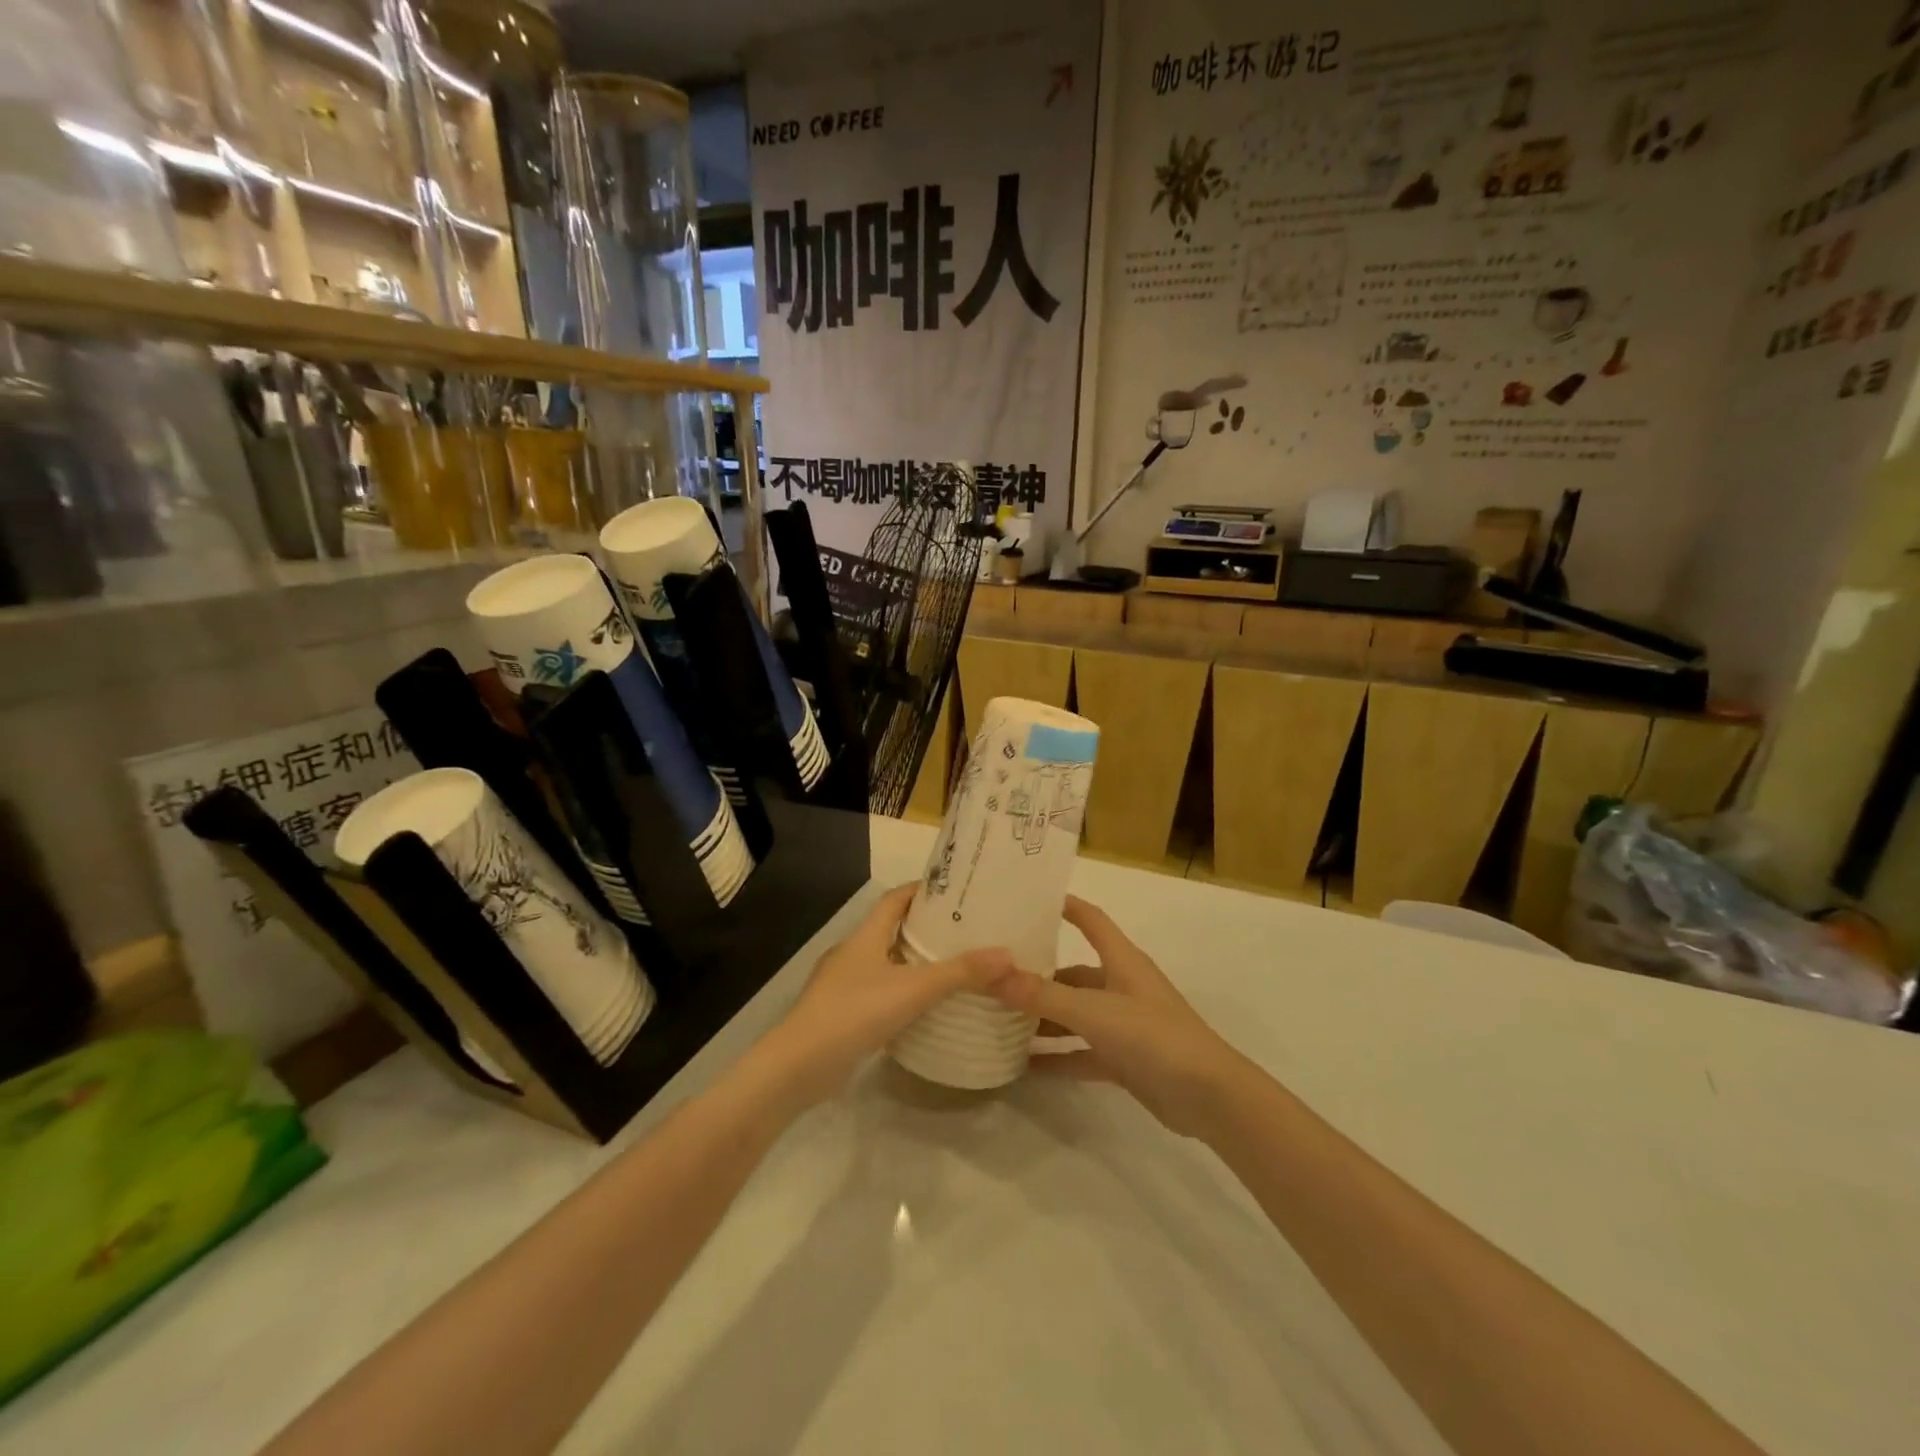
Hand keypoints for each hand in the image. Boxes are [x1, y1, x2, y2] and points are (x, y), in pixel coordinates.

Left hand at [751, 883, 1012, 1111]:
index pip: (894, 899)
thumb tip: (1007, 955)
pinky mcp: (843, 1014)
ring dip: (915, 962)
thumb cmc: (854, 1013)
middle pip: (892, 929)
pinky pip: (880, 992)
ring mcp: (844, 985)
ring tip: (954, 967)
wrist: (797, 1067)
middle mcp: (853, 953)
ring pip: (886, 963)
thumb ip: (959, 973)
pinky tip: (925, 1008)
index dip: (922, 891)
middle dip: (926, 928)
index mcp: (865, 936)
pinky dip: (903, 993)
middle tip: (966, 931)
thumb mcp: (913, 989)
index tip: (956, 891)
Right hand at [988, 895, 1241, 1137]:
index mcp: (1121, 961)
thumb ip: (1043, 996)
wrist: (1209, 1097)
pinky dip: (1056, 1056)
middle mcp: (1120, 986)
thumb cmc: (1154, 1036)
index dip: (1065, 905)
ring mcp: (1122, 1025)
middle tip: (993, 975)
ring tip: (998, 1018)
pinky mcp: (1123, 1060)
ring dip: (1042, 1018)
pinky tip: (1023, 1063)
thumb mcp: (1094, 1011)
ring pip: (1074, 1014)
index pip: (1091, 920)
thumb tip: (992, 974)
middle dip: (1037, 975)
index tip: (1028, 899)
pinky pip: (1080, 1052)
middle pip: (1072, 973)